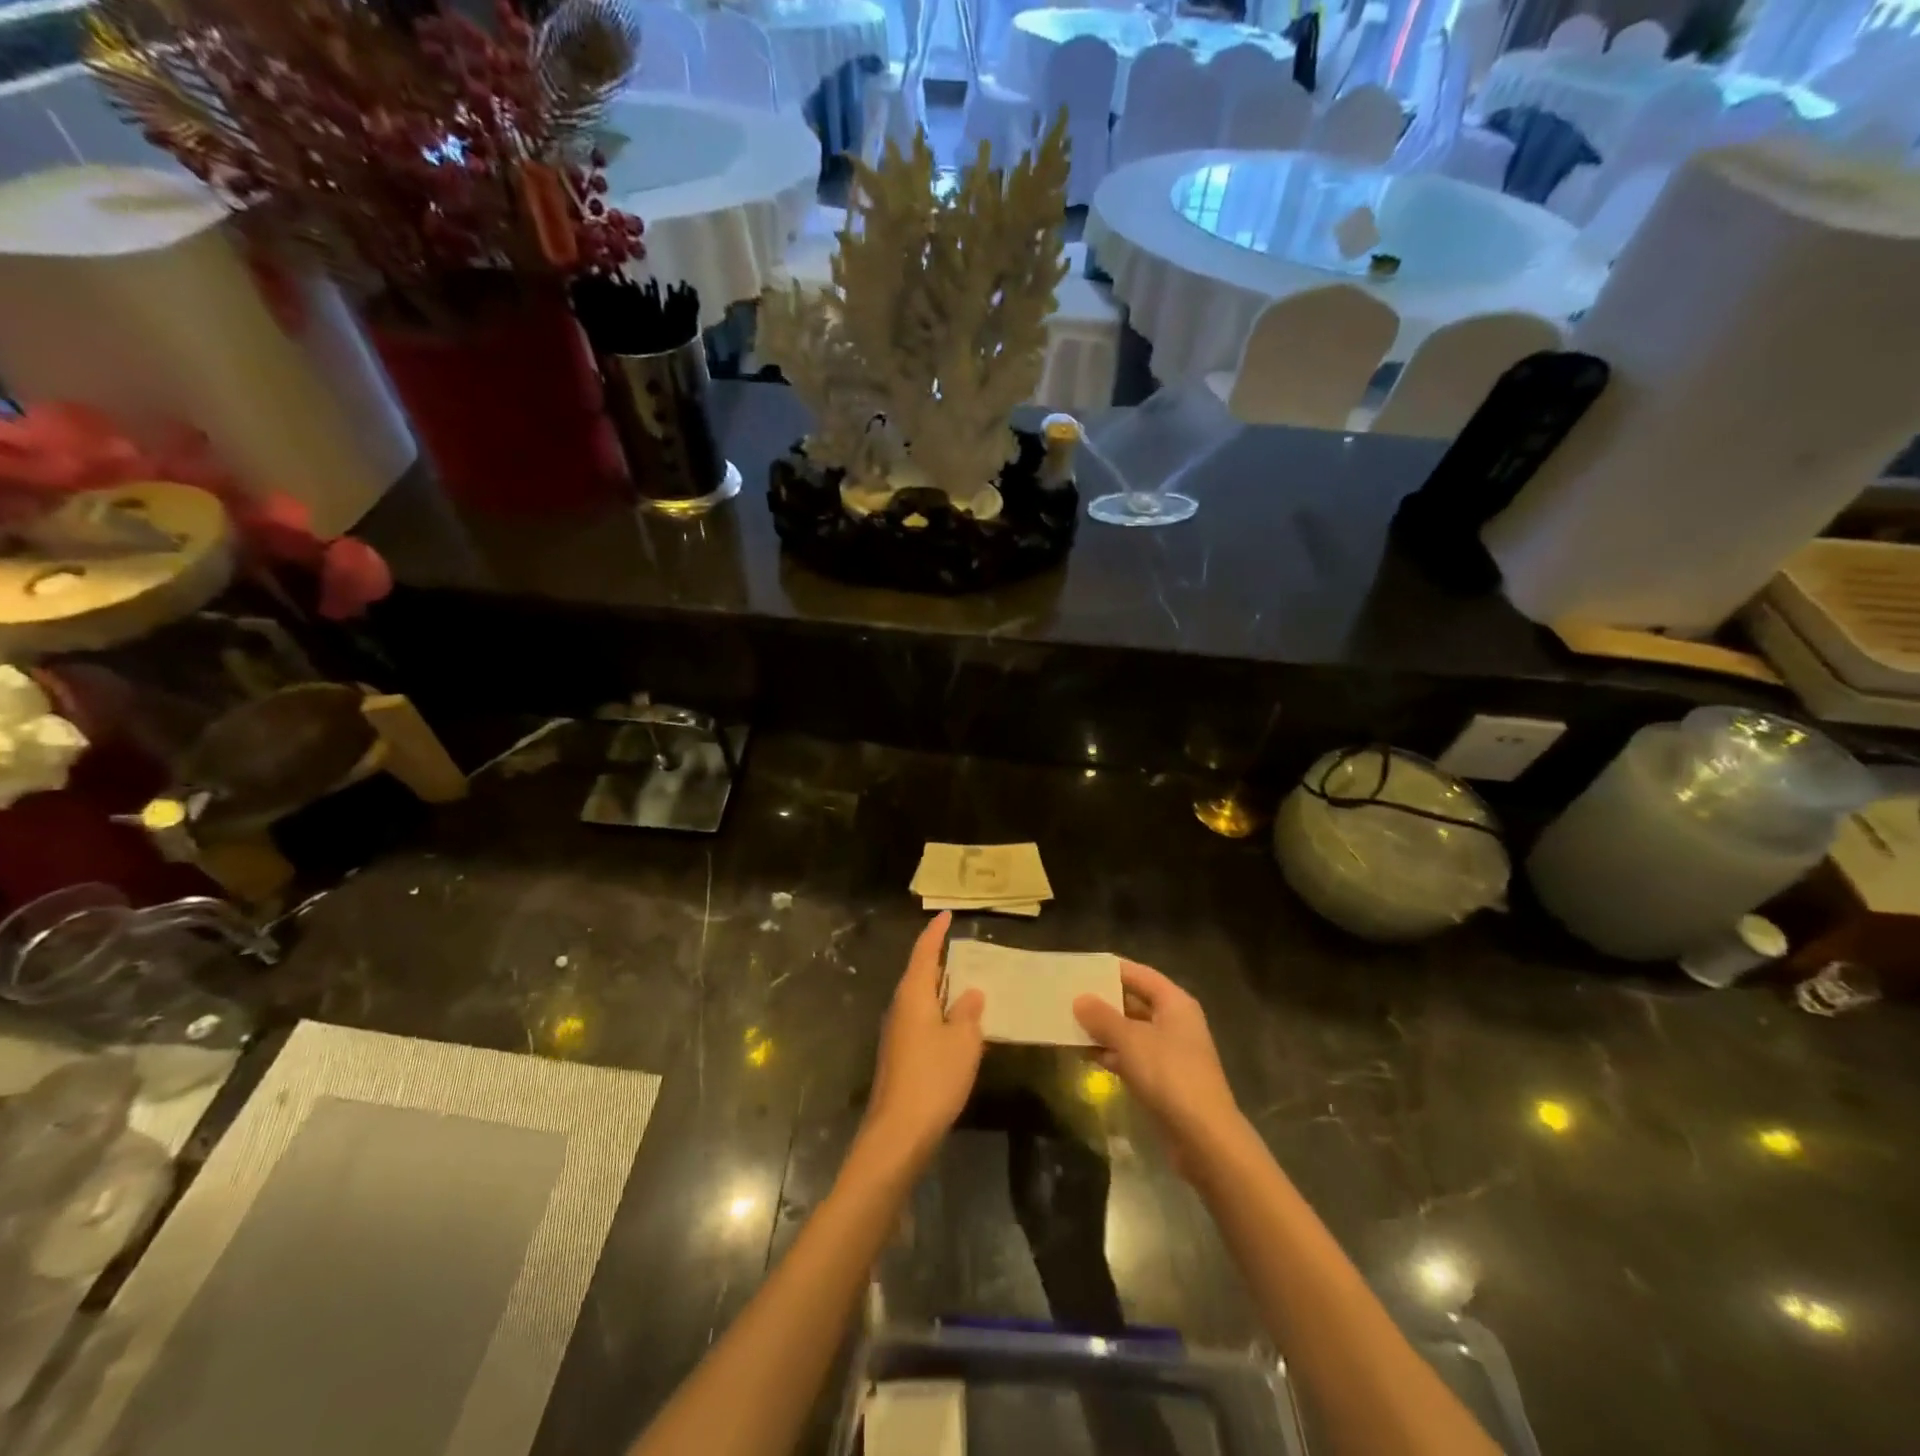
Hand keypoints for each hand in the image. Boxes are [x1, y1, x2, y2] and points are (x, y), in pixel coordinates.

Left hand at [862, 913, 984, 1168]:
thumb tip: (971, 993)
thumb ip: (968, 1013)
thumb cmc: (933, 1077)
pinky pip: (921, 1020)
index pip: (924, 952)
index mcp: (913, 995)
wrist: (898, 1133)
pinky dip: (938, 1012)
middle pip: (919, 973)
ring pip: (920, 999)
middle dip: (938, 959)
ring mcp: (896, 1033)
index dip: (936, 933)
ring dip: (940, 988)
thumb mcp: (963, 1041)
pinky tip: (955, 1024)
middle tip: (961, 947)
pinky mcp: (899, 1056)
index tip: (946, 915)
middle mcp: (899, 1008)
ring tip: (965, 981)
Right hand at [1074, 961, 1245, 1173]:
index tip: (1080, 969)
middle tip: (1068, 996)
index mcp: (1175, 1003)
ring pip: (1131, 1031)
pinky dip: (1111, 1053)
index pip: (1139, 974)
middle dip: (1103, 1001)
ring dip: (1104, 1029)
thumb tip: (1080, 999)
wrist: (1203, 1137)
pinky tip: (1086, 1054)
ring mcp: (1170, 1052)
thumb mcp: (1130, 1040)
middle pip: (1134, 1001)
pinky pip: (1132, 1056)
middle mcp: (1175, 1022)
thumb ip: (1102, 1017)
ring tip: (1069, 1023)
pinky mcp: (1163, 1079)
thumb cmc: (1169, 1075)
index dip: (1110, 970)